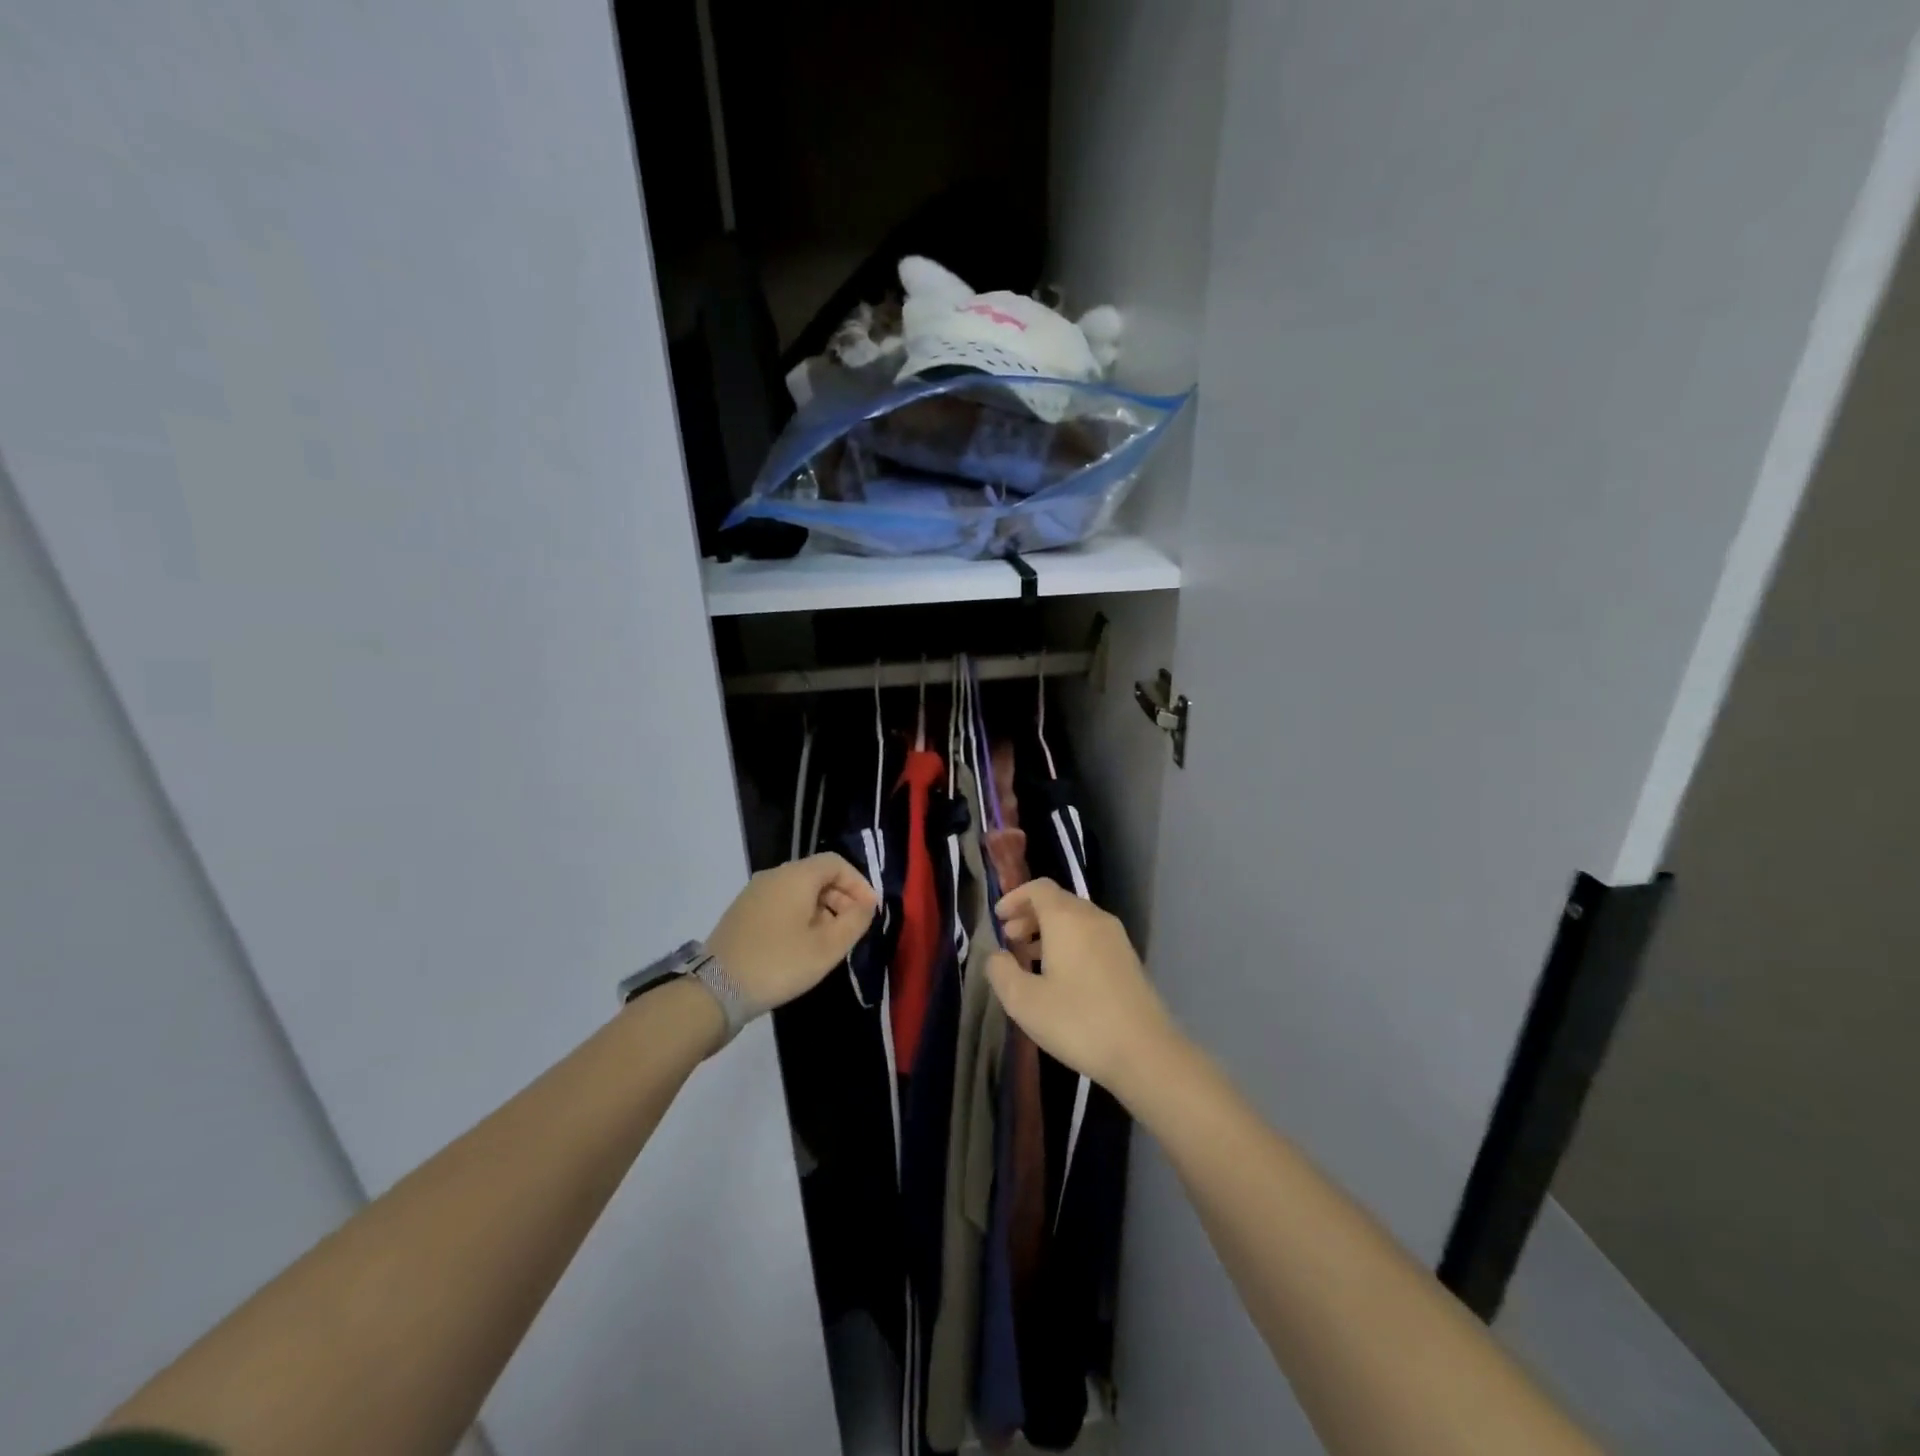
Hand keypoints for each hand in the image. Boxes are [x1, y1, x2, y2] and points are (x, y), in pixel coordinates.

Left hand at [706, 853, 878, 1018]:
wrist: (715, 990)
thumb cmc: (779, 963)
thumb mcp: (827, 947)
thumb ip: (855, 921)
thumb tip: (866, 904)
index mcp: (796, 876)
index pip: (836, 863)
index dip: (858, 883)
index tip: (870, 911)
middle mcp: (774, 876)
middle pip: (817, 875)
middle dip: (841, 898)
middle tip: (853, 928)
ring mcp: (754, 893)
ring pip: (799, 891)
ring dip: (822, 909)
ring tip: (830, 941)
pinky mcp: (743, 912)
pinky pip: (781, 903)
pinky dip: (800, 916)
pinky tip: (803, 945)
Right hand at [988, 879, 1177, 1099]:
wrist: (1145, 1052)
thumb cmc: (1078, 1021)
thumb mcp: (1025, 1002)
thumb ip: (1001, 972)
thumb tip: (997, 956)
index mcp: (1067, 919)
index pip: (1039, 888)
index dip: (1015, 897)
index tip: (998, 918)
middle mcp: (1093, 918)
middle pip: (1057, 901)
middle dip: (1029, 915)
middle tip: (1009, 939)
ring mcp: (1115, 938)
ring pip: (1075, 920)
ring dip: (1048, 931)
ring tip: (1028, 958)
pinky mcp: (1127, 959)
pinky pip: (1090, 937)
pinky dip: (1068, 943)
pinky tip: (1059, 976)